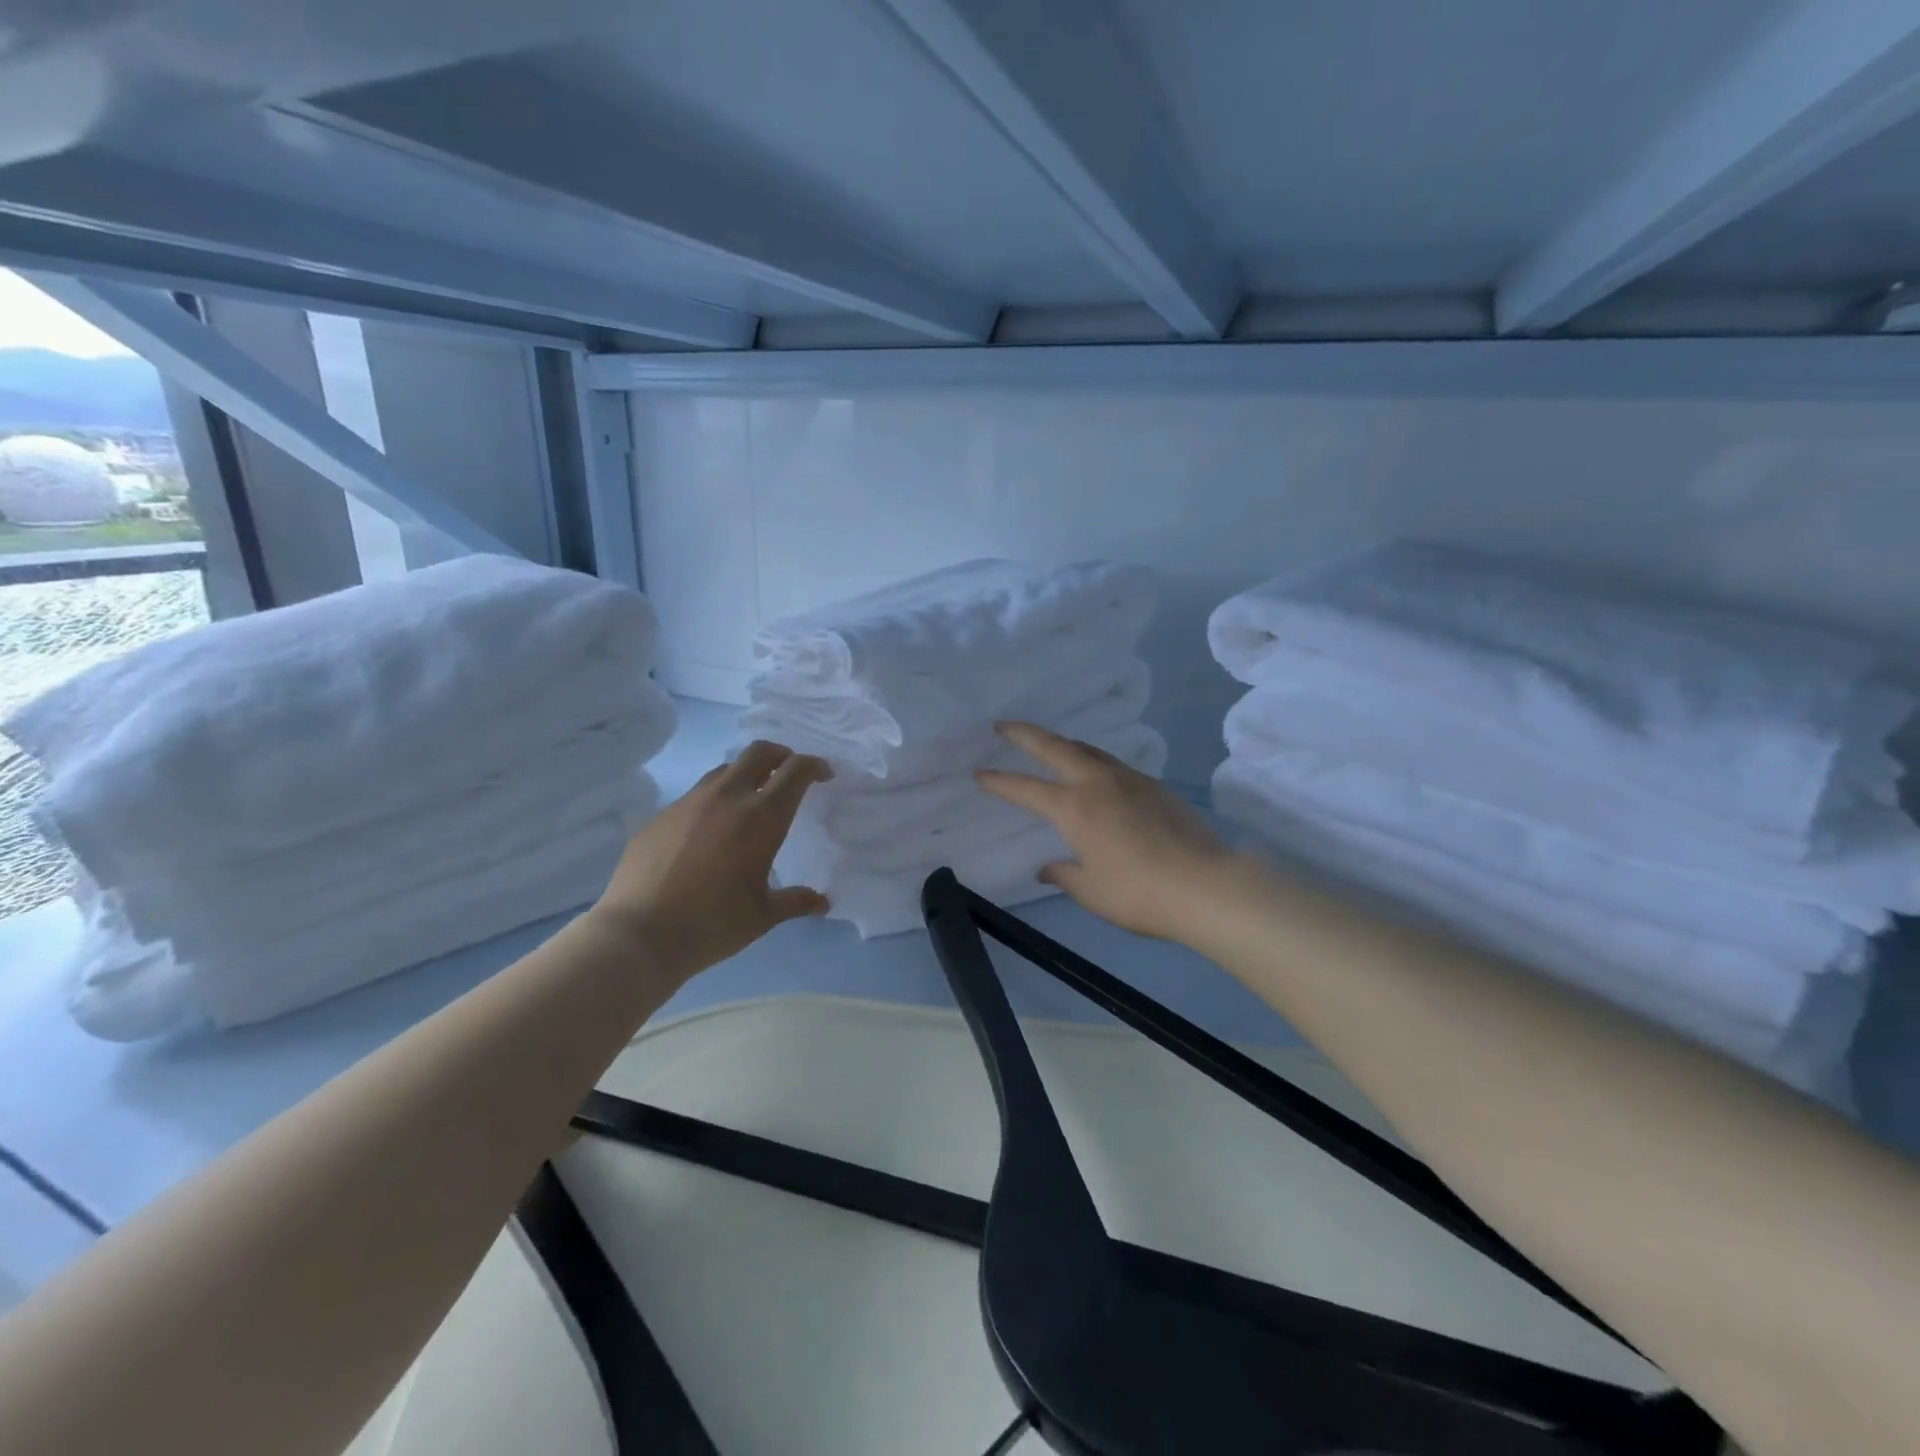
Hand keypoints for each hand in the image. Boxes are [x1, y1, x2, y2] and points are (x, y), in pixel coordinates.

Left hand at [587, 741, 831, 982]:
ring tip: (751, 800)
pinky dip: (714, 800)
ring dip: (746, 775)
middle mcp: (728, 797)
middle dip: (782, 755)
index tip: (824, 776)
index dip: (814, 766)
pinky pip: (695, 795)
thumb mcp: (763, 916)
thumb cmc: (712, 924)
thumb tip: (823, 902)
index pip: (796, 771)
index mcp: (761, 817)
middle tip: (790, 773)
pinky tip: (710, 831)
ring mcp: (689, 802)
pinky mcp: (661, 815)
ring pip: (725, 770)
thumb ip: (796, 901)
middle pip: (760, 752)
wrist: (638, 934)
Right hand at [976, 721, 1240, 943]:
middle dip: (1025, 734)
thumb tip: (1048, 867)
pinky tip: (1097, 775)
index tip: (979, 773)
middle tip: (1003, 725)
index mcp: (1074, 808)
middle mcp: (1098, 783)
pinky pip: (1114, 764)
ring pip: (1088, 750)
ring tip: (1050, 744)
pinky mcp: (1155, 786)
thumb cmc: (1139, 893)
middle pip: (1055, 747)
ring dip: (1063, 743)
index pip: (1026, 789)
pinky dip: (1093, 761)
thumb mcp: (1092, 891)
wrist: (1206, 885)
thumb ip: (1064, 874)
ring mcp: (1130, 780)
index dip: (1000, 781)